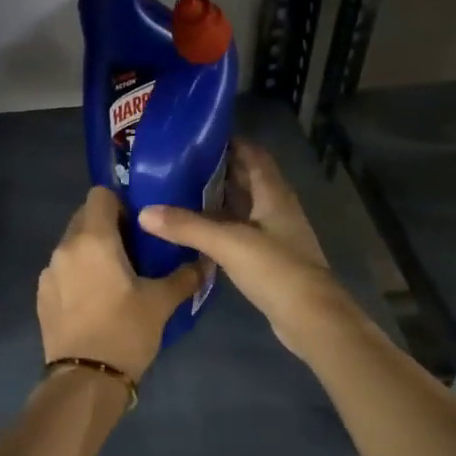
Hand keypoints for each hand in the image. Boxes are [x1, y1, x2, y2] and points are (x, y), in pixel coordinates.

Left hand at [39, 186, 200, 380]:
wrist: (84, 381)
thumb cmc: (125, 332)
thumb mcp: (162, 303)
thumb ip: (184, 276)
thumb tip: (205, 261)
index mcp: (93, 240)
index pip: (100, 194)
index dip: (121, 203)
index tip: (139, 224)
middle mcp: (65, 248)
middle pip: (84, 218)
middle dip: (107, 226)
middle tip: (133, 249)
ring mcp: (49, 273)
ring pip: (72, 245)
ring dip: (92, 251)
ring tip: (115, 276)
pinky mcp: (42, 296)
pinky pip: (63, 270)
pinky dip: (79, 273)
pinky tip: (96, 300)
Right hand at [138, 141, 353, 355]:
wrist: (311, 317)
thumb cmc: (276, 270)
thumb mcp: (228, 243)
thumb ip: (188, 227)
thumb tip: (144, 212)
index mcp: (274, 194)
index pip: (254, 156)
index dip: (231, 143)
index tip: (199, 138)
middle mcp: (277, 209)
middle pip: (248, 180)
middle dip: (219, 170)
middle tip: (181, 165)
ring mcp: (275, 235)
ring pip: (244, 208)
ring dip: (220, 200)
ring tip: (182, 194)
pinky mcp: (270, 259)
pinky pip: (242, 233)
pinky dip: (222, 227)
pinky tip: (198, 232)